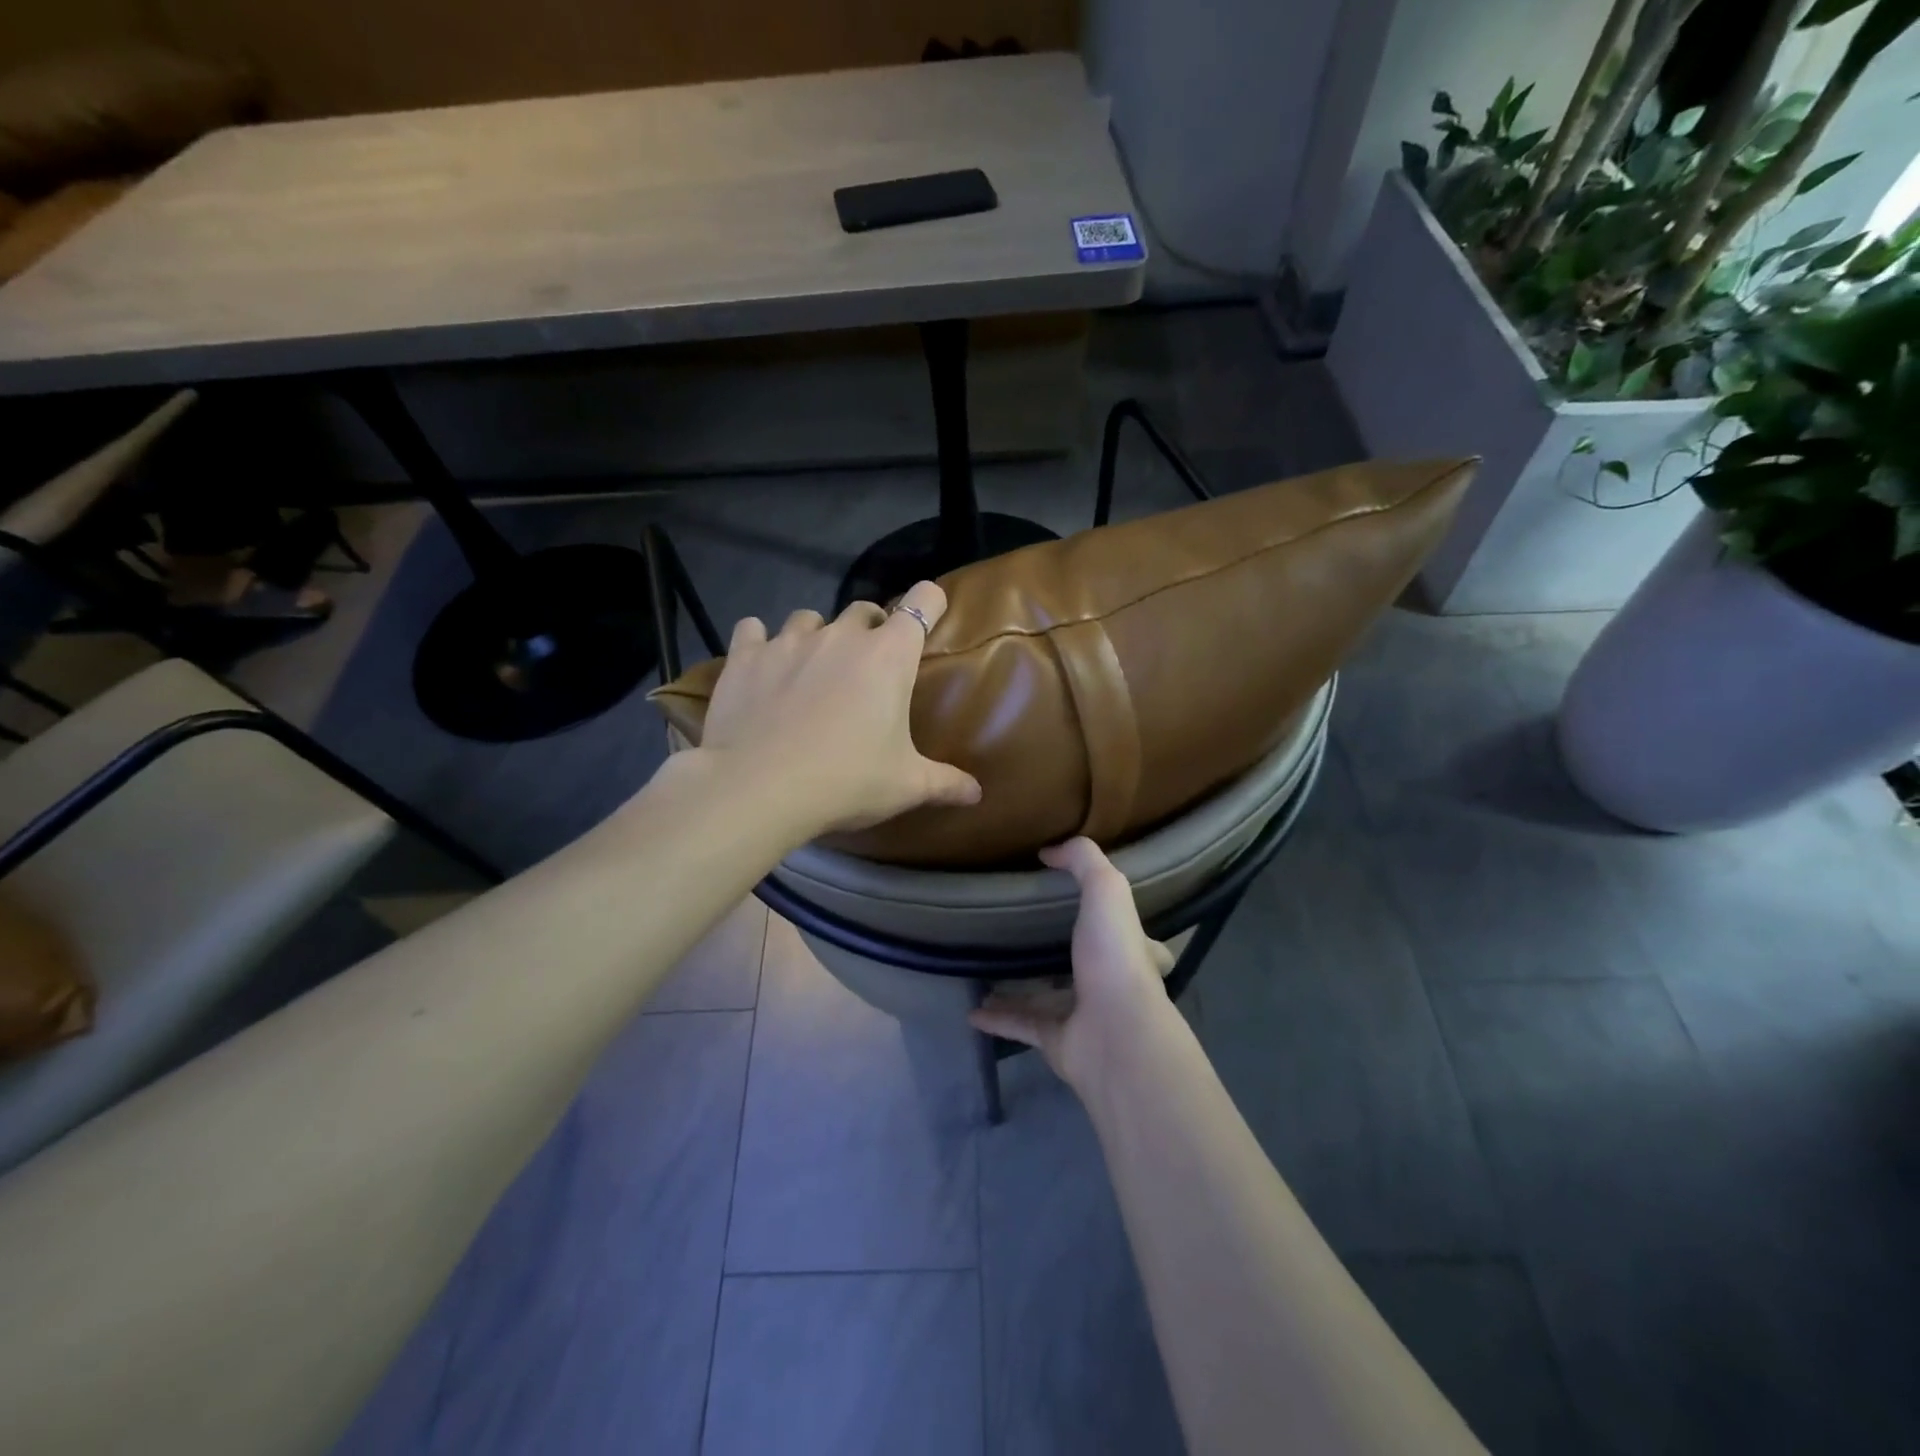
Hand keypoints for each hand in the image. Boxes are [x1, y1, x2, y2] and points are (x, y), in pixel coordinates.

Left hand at [696, 581, 981, 838]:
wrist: (759, 789)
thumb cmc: (846, 781)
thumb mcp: (904, 786)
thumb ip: (945, 783)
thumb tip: (977, 793)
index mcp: (888, 656)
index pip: (922, 602)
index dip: (930, 603)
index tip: (929, 617)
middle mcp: (841, 635)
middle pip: (864, 610)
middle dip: (870, 630)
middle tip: (867, 667)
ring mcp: (788, 641)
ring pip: (808, 618)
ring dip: (816, 636)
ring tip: (812, 668)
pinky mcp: (745, 656)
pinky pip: (752, 630)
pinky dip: (759, 642)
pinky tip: (759, 666)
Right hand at [968, 837, 1177, 1091]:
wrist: (1114, 1035)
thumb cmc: (1114, 956)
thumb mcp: (1106, 889)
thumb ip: (1083, 861)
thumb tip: (1049, 850)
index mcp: (1131, 951)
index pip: (1130, 935)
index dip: (1114, 922)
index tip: (1086, 909)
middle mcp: (1112, 984)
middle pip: (1086, 965)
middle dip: (1061, 953)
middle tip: (1024, 935)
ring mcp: (1085, 1016)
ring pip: (1048, 997)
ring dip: (1021, 987)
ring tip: (988, 968)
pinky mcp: (1058, 1042)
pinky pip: (1021, 1025)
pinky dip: (997, 1018)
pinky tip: (972, 1010)